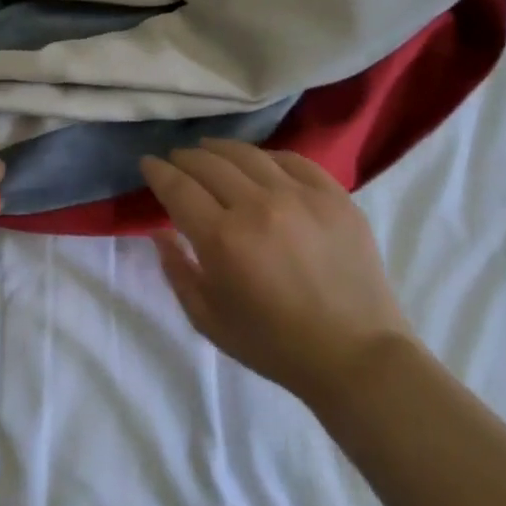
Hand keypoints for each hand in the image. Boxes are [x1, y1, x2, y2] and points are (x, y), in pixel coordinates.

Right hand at [139, 141, 414, 405]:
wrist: (357, 357)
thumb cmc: (274, 344)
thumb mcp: (208, 319)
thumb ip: (176, 271)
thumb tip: (158, 232)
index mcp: (222, 238)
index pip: (177, 186)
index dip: (157, 170)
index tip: (148, 163)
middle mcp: (257, 206)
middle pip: (208, 163)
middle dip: (184, 157)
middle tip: (177, 160)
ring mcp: (300, 196)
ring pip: (248, 154)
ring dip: (220, 149)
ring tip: (210, 150)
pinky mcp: (334, 196)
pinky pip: (293, 160)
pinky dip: (267, 157)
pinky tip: (259, 163)